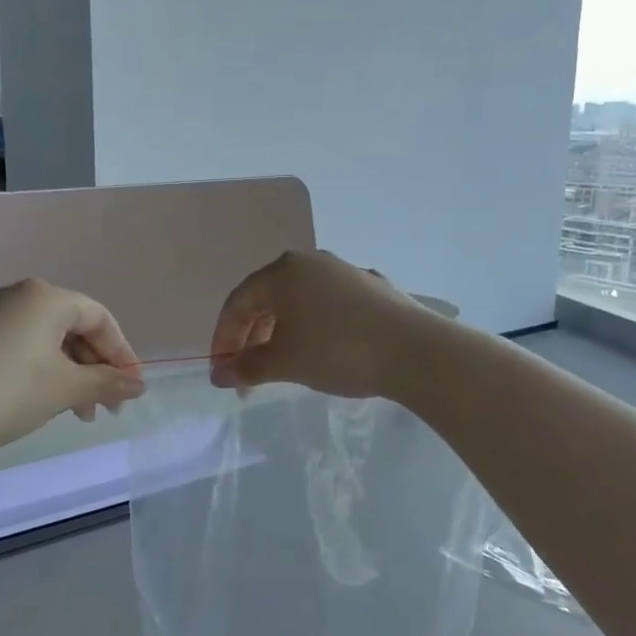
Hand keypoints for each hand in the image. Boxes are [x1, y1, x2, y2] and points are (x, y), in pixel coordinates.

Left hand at [0, 280, 145, 456]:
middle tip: (107, 408)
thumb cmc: (9, 392)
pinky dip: (46, 372)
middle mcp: (23, 296)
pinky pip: (27, 347)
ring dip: (73, 375)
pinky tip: (49, 401)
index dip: (122, 354)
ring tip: (79, 413)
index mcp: (48, 297)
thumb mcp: (66, 389)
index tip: (131, 390)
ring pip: (52, 341)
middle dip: (96, 368)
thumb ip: (107, 383)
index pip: (100, 319)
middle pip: (76, 328)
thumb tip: (138, 385)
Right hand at [209, 250, 433, 399]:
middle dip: (252, 338)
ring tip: (283, 365)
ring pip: (299, 301)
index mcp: (284, 271)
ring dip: (282, 333)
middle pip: (268, 299)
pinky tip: (323, 352)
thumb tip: (219, 374)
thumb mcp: (285, 363)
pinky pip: (329, 306)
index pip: (238, 302)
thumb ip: (246, 367)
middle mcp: (312, 261)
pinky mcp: (372, 288)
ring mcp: (345, 272)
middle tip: (249, 374)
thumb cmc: (338, 350)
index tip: (222, 371)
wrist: (416, 351)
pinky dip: (314, 327)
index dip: (223, 337)